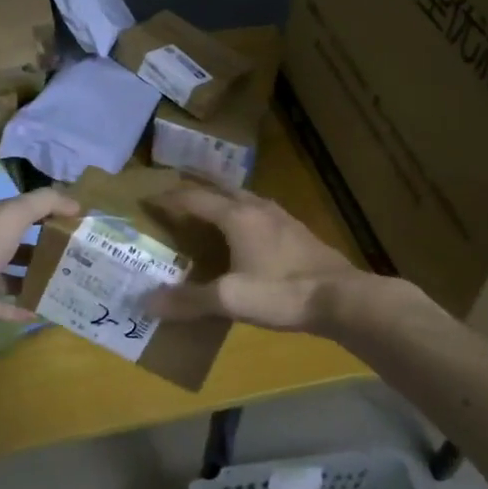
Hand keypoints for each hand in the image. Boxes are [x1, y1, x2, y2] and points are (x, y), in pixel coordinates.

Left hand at [0, 188, 77, 341]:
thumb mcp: (15, 212)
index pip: (8, 210)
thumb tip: (75, 204)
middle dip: (35, 248)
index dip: (36, 214)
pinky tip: (41, 310)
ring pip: (2, 275)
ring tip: (58, 281)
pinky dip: (18, 307)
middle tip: (66, 255)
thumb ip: (45, 202)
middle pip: (6, 243)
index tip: (64, 223)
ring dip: (28, 278)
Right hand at [149, 182, 369, 333]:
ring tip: (209, 204)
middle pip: (221, 187)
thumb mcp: (230, 299)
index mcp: (236, 217)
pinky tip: (248, 228)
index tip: (148, 197)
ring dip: (222, 196)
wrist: (341, 299)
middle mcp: (257, 208)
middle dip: (197, 185)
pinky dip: (243, 211)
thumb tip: (147, 303)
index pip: (194, 198)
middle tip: (176, 186)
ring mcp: (281, 217)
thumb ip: (189, 300)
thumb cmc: (281, 293)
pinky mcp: (298, 232)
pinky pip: (261, 211)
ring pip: (244, 197)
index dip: (169, 198)